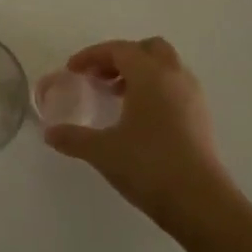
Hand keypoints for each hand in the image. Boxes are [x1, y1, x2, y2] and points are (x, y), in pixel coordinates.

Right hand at [41, 37, 236, 229]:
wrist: (200, 202)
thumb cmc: (148, 165)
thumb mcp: (102, 151)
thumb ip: (72, 137)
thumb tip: (50, 134)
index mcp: (150, 76)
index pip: (119, 49)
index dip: (92, 55)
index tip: (72, 70)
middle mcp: (174, 78)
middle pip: (149, 49)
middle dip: (122, 57)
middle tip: (100, 76)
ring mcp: (193, 98)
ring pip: (166, 68)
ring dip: (140, 73)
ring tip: (116, 96)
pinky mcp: (201, 119)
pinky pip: (175, 88)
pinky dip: (155, 90)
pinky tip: (137, 117)